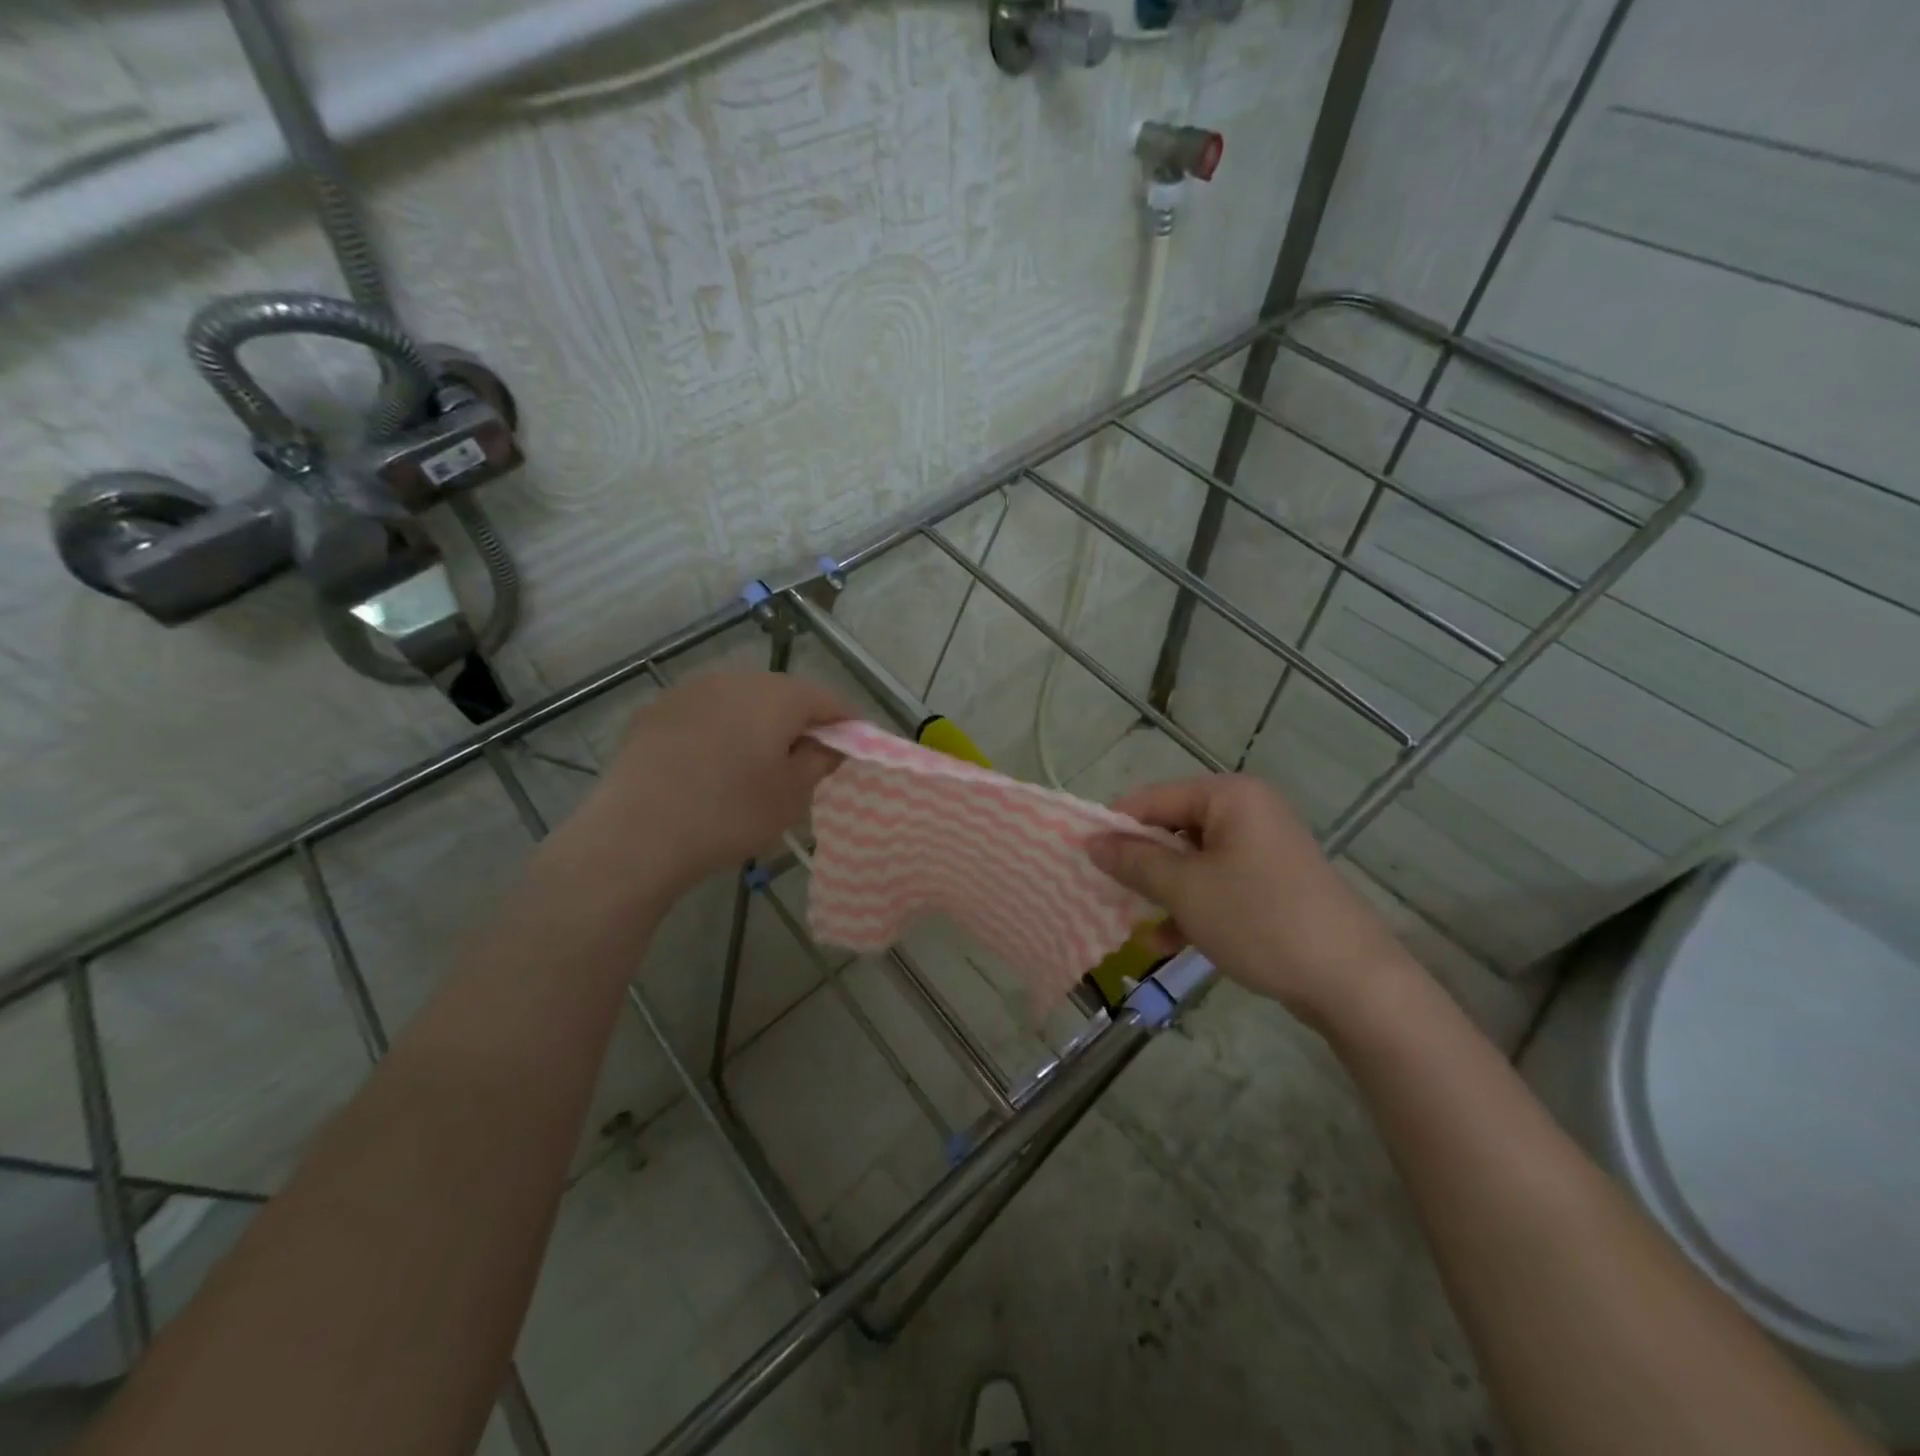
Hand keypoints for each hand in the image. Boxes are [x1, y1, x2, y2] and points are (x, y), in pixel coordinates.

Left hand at [572, 671, 851, 897]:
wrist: (637, 833)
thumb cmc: (730, 813)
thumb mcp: (792, 795)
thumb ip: (821, 760)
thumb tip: (832, 743)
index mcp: (777, 696)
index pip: (827, 699)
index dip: (846, 723)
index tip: (854, 747)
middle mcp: (736, 679)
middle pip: (783, 694)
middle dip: (801, 721)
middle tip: (806, 759)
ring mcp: (691, 691)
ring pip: (741, 700)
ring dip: (758, 723)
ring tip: (757, 762)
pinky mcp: (656, 710)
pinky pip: (705, 713)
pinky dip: (720, 730)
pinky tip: (712, 764)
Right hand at [1087, 775, 1412, 1023]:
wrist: (1352, 981)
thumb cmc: (1260, 920)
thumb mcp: (1186, 890)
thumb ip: (1135, 861)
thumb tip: (1091, 841)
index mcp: (1229, 796)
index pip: (1152, 798)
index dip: (1115, 827)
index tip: (1083, 860)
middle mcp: (1247, 812)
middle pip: (1172, 829)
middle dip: (1140, 865)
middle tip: (1106, 894)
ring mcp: (1263, 849)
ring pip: (1193, 861)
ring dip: (1162, 892)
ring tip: (1133, 923)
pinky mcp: (1272, 883)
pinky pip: (1218, 884)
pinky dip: (1192, 907)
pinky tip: (1167, 942)